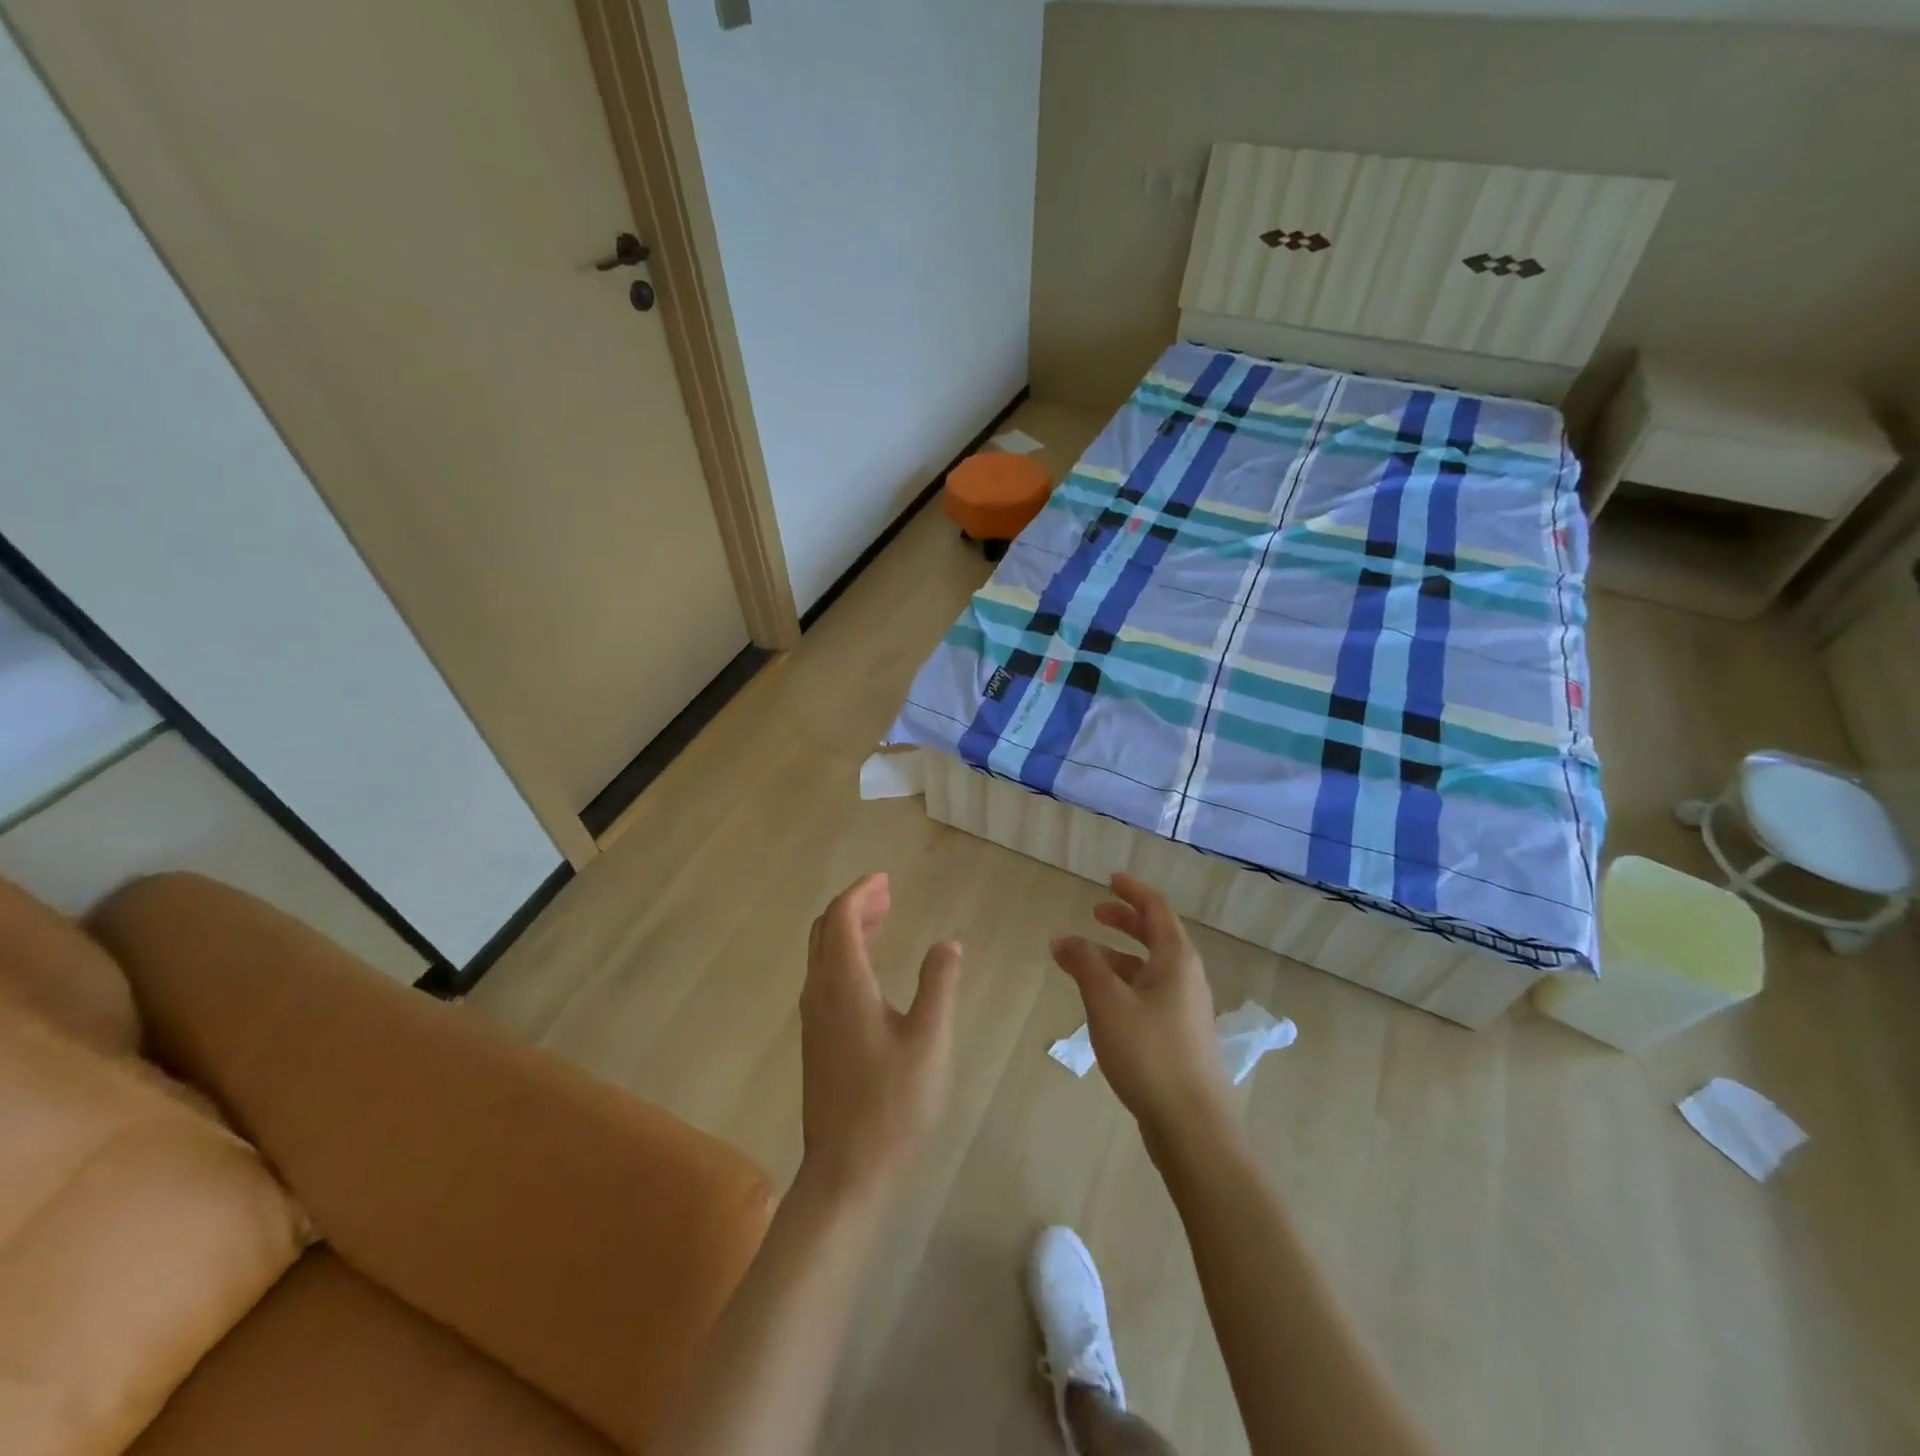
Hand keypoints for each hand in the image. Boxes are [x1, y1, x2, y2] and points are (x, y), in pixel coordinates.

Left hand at [799, 874, 961, 1199]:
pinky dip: (845, 956)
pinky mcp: (816, 1041)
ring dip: (848, 930)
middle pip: (825, 931)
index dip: (862, 892)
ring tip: (883, 922)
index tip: (887, 880)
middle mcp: (820, 994)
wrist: (846, 1172)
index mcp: (844, 985)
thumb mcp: (930, 1040)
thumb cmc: (893, 1104)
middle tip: (888, 896)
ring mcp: (813, 1019)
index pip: (842, 917)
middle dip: (854, 906)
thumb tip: (948, 943)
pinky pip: (824, 978)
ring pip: (822, 955)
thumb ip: (939, 984)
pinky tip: (872, 972)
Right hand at [1051, 873, 1233, 1149]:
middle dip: (1125, 921)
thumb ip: (1083, 964)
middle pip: (1156, 935)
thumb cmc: (1148, 1053)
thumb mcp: (1107, 1002)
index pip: (1156, 909)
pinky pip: (1149, 992)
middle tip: (1096, 913)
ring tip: (1084, 960)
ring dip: (1119, 955)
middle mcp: (1186, 977)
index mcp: (1176, 959)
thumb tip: (1063, 938)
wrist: (1191, 1125)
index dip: (1132, 891)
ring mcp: (1185, 1008)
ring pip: (1150, 967)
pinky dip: (1125, 983)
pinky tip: (1102, 1002)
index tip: (1110, 879)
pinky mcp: (1179, 1036)